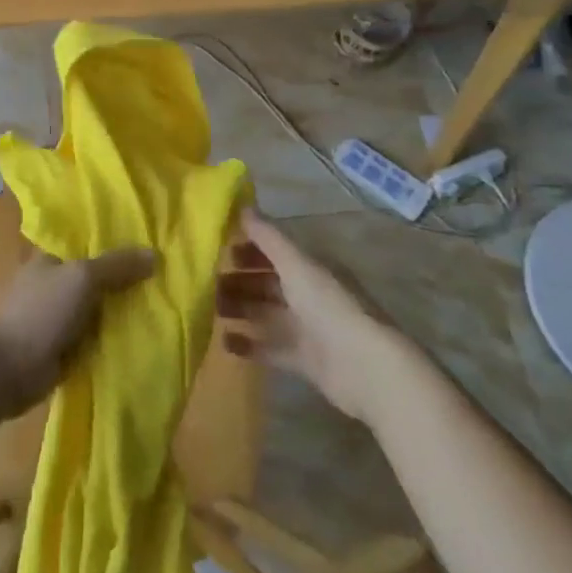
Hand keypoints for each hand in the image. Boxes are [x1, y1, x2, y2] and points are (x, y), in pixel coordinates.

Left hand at [0, 249, 157, 416]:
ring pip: (100, 311)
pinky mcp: (64, 350)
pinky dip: (114, 341)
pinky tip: (145, 339)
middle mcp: (56, 284)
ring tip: (166, 308)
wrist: (4, 370)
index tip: (154, 245)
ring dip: (124, 314)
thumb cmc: (39, 312)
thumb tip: (155, 254)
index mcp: (52, 258)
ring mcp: (59, 318)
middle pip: (99, 278)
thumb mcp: (82, 278)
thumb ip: (117, 266)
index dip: (119, 243)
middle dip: (127, 281)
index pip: (90, 243)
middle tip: (168, 280)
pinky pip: (97, 340)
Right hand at [218, 211, 397, 422]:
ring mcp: (308, 328)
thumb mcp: (296, 264)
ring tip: (209, 310)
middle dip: (240, 280)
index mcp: (311, 267)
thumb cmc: (329, 305)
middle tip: (207, 282)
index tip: (218, 248)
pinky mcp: (304, 360)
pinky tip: (224, 342)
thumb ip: (268, 237)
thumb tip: (242, 205)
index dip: (249, 248)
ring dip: (240, 310)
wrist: (364, 366)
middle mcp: (309, 294)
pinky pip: (271, 348)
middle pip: (268, 283)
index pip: (276, 251)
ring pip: (266, 314)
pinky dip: (249, 345)